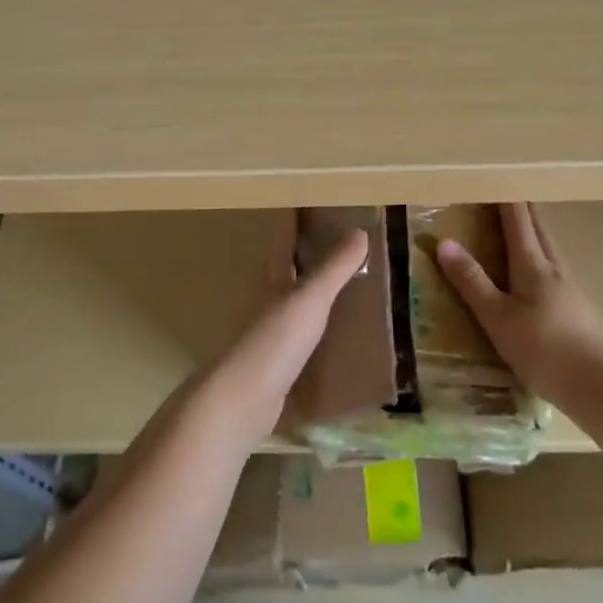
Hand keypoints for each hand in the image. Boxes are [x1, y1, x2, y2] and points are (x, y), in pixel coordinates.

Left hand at [195, 214, 369, 450]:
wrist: (243, 401)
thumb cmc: (275, 341)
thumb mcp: (310, 299)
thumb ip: (335, 268)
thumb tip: (359, 231)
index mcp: (274, 279)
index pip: (282, 239)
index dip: (293, 219)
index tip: (309, 200)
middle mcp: (269, 301)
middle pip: (287, 269)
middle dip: (307, 254)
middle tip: (340, 240)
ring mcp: (272, 335)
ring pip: (295, 304)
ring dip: (315, 294)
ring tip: (349, 287)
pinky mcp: (278, 365)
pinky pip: (304, 340)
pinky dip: (321, 333)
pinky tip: (340, 339)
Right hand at [436, 202, 602, 404]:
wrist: (599, 386)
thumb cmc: (543, 349)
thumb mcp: (497, 317)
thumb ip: (472, 281)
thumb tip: (444, 242)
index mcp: (533, 265)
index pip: (518, 220)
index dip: (505, 198)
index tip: (495, 175)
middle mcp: (554, 268)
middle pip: (539, 227)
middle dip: (523, 206)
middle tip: (508, 189)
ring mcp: (570, 288)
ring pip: (550, 246)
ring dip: (535, 228)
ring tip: (522, 222)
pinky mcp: (578, 308)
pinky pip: (555, 267)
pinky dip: (542, 253)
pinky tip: (539, 269)